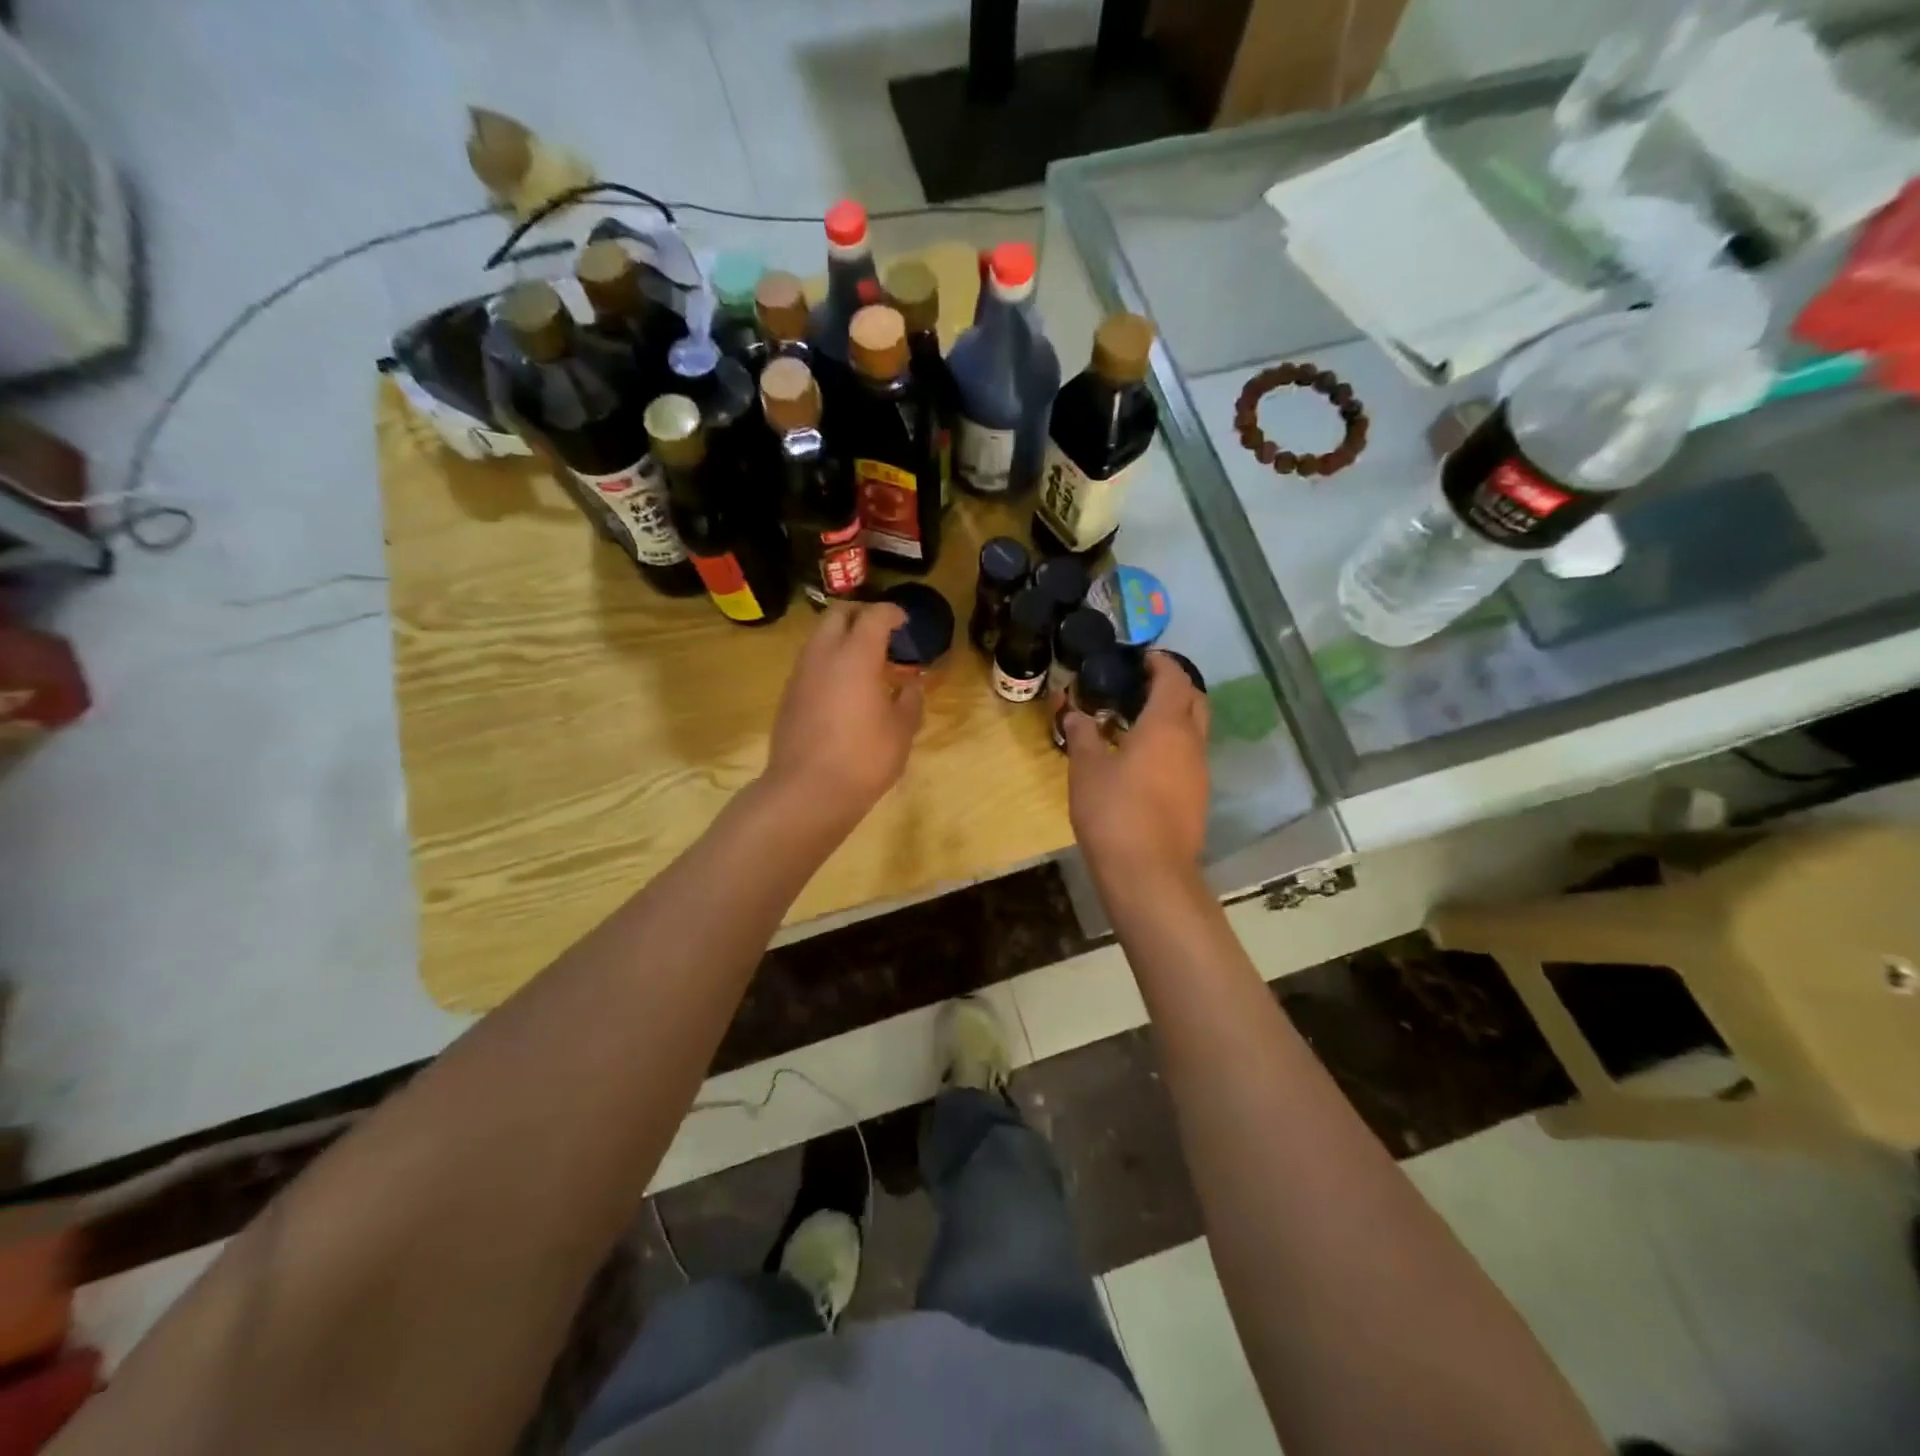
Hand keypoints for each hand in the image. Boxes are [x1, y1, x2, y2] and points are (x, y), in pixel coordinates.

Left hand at [764, 602, 923, 820]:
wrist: (807, 792)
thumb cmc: (864, 758)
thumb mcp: (901, 731)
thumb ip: (910, 701)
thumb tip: (911, 686)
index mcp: (856, 656)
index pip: (873, 616)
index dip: (891, 613)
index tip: (904, 621)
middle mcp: (823, 655)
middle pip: (838, 615)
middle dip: (861, 615)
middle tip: (882, 633)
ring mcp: (800, 674)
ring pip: (819, 638)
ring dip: (841, 639)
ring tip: (864, 662)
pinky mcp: (788, 695)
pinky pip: (810, 663)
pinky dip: (828, 662)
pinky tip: (844, 689)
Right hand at [1062, 651, 1209, 882]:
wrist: (1148, 871)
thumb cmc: (1114, 810)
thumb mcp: (1086, 768)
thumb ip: (1082, 735)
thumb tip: (1074, 712)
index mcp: (1167, 725)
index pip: (1174, 679)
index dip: (1161, 663)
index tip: (1142, 657)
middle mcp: (1192, 742)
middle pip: (1195, 701)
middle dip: (1175, 687)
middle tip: (1142, 686)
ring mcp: (1199, 772)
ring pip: (1195, 731)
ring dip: (1174, 719)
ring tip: (1137, 723)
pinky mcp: (1198, 798)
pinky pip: (1189, 757)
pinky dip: (1172, 746)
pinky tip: (1144, 760)